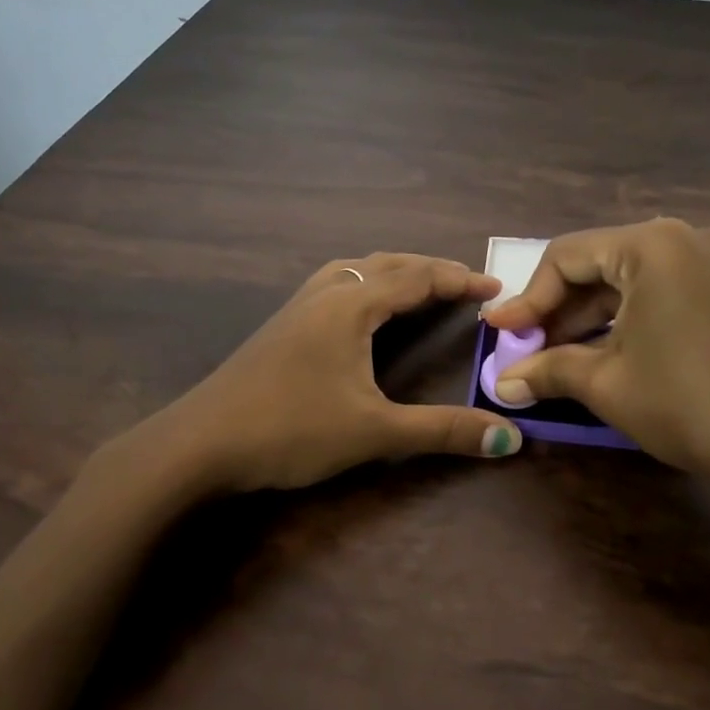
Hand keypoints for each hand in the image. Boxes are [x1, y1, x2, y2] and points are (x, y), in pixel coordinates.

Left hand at [155, 253, 522, 492]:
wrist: (198, 443)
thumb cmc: (290, 429)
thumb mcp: (374, 431)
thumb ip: (443, 431)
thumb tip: (511, 439)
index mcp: (351, 306)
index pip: (417, 278)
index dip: (459, 279)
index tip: (496, 286)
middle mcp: (325, 294)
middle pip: (387, 265)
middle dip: (430, 270)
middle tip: (465, 285)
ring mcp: (297, 307)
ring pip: (355, 270)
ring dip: (393, 272)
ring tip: (418, 287)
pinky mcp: (281, 326)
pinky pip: (335, 286)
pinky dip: (364, 285)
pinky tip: (360, 310)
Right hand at [483, 219, 709, 498]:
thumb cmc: (687, 401)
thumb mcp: (607, 383)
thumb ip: (548, 370)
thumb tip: (502, 383)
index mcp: (650, 244)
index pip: (566, 257)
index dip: (527, 298)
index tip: (500, 334)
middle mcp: (683, 238)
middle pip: (598, 266)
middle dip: (557, 311)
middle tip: (525, 351)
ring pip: (630, 282)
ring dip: (589, 319)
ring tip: (555, 358)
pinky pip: (660, 295)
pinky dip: (625, 322)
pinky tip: (601, 354)